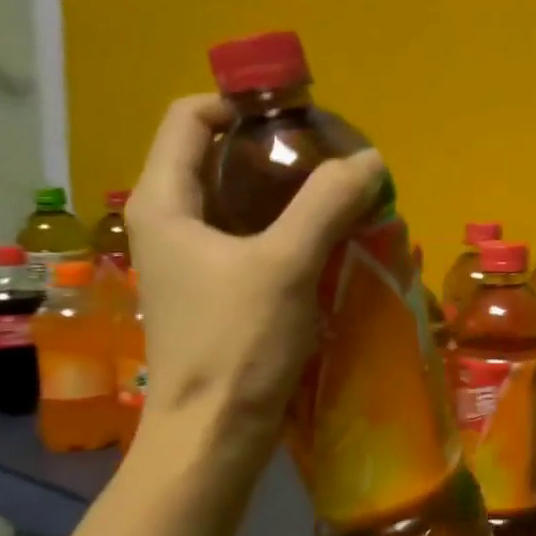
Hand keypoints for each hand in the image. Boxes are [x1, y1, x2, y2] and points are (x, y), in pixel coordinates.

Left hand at [126, 94, 384, 450]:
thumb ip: (327, 204)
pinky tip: (329, 238)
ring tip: (340, 192)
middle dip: (276, 148)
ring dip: (289, 190)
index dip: (242, 101)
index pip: (190, 116)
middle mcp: (171, 222)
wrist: (213, 435)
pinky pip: (253, 238)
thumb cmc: (236, 344)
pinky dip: (289, 227)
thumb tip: (370, 160)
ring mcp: (193, 259)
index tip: (301, 113)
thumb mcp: (285, 264)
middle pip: (218, 155)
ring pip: (240, 200)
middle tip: (333, 155)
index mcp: (165, 201)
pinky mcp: (217, 290)